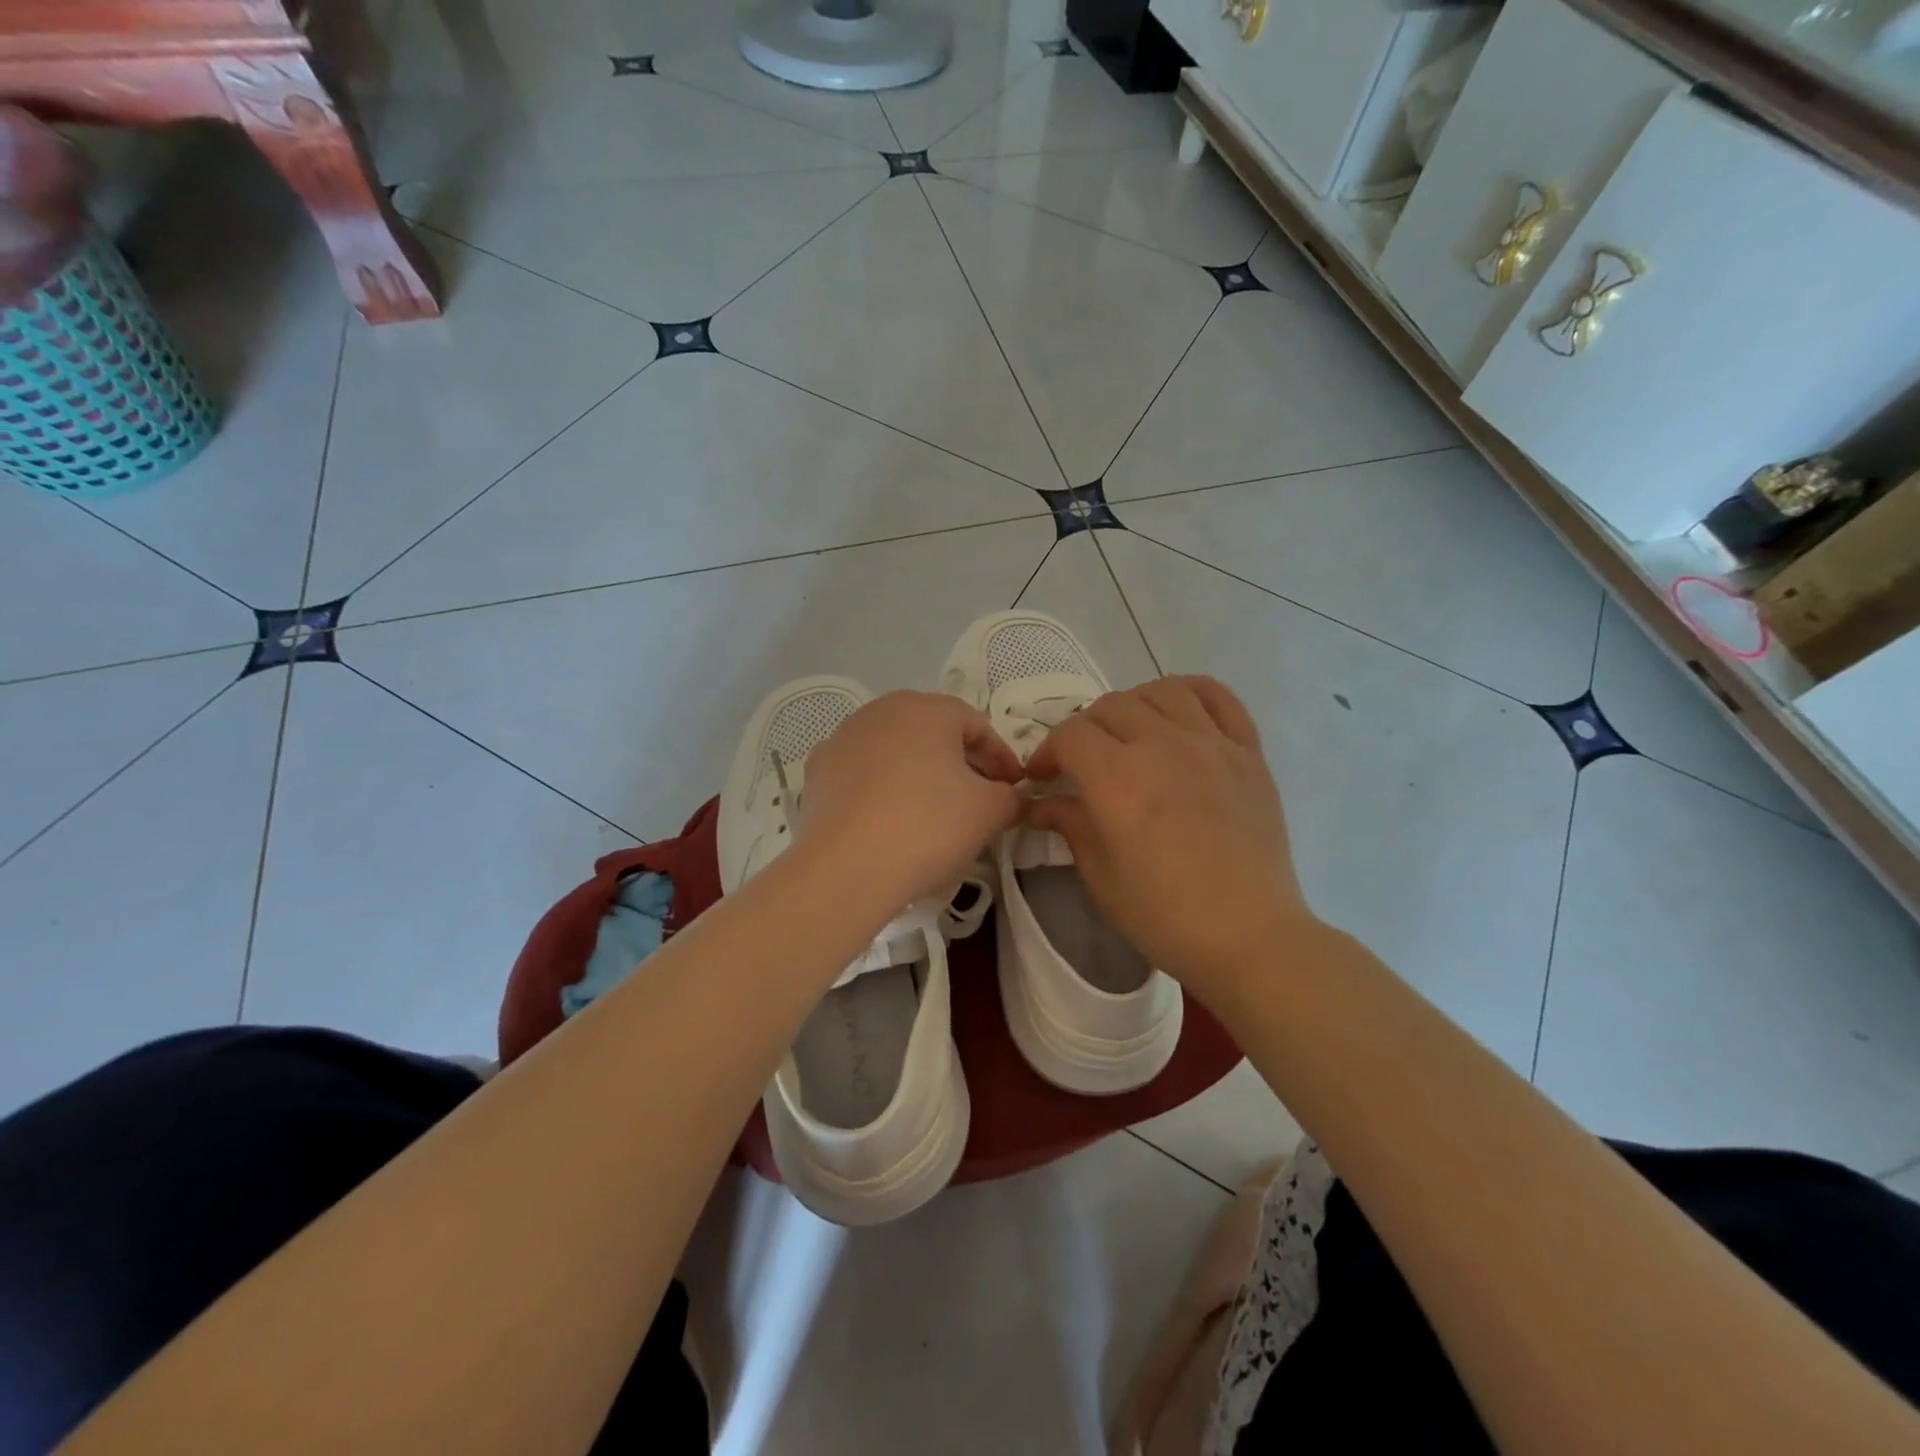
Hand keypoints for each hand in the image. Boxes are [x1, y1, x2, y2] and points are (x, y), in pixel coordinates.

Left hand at [797, 690, 1025, 910]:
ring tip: (933, 809)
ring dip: (919, 771)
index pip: (977, 725)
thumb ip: (1012, 797)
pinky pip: (862, 771)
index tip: (1014, 790)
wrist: (846, 868)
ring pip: (895, 749)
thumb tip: (1013, 797)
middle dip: (961, 761)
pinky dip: (881, 786)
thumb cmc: (928, 826)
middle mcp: (882, 710)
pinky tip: (888, 816)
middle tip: (979, 797)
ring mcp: (843, 737)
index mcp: (927, 708)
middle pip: (933, 731)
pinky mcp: (818, 771)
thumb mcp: (989, 812)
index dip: (1002, 758)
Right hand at [1025, 676, 1314, 1006]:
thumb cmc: (1164, 915)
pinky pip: (1218, 697)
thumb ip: (1069, 824)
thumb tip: (1041, 802)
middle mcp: (1161, 746)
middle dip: (1084, 730)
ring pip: (1160, 691)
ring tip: (1130, 735)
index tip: (1044, 778)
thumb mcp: (1100, 876)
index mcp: (1117, 779)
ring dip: (1132, 706)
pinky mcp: (1248, 752)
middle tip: (1082, 764)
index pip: (1070, 735)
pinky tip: (1178, 713)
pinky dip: (1191, 692)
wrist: (1249, 936)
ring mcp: (1210, 744)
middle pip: (1110, 706)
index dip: (1048, 752)